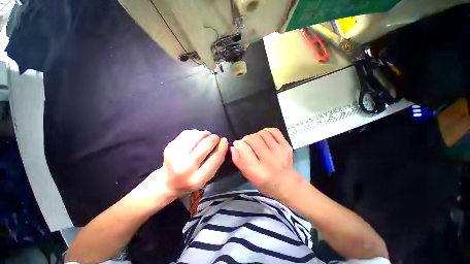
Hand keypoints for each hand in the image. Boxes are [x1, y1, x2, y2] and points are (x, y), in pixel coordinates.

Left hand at [160, 130, 227, 196]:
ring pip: (196, 136)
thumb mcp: (207, 176)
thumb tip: (223, 142)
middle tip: (215, 138)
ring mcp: (175, 156)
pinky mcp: (169, 147)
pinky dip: (195, 133)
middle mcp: (185, 168)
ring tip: (206, 137)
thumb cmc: (192, 179)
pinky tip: (196, 138)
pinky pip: (187, 133)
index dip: (222, 146)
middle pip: (205, 145)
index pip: (215, 158)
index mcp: (197, 178)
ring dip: (204, 134)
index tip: (224, 140)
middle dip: (214, 138)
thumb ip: (217, 161)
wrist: (168, 182)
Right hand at [230, 128, 300, 198]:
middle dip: (246, 139)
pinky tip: (265, 138)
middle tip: (247, 144)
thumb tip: (234, 146)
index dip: (238, 144)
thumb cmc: (265, 182)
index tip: (237, 145)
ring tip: (256, 142)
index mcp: (258, 171)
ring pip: (262, 133)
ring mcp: (280, 151)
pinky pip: (273, 131)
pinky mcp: (286, 145)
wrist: (287, 183)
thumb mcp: (248, 176)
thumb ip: (239, 161)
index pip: (244, 149)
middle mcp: (269, 160)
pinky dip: (266, 132)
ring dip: (256, 135)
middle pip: (252, 139)